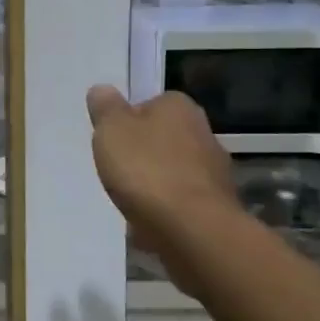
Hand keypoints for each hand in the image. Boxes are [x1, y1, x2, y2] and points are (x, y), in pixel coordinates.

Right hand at [86, 86, 242, 286]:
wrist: (193, 231)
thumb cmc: (147, 170)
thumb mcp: (111, 130)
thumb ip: (106, 108)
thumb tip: (103, 89)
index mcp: (179, 107)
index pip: (151, 103)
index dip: (129, 120)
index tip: (112, 139)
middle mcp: (203, 133)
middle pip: (164, 138)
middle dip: (144, 153)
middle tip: (117, 169)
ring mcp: (215, 173)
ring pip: (174, 172)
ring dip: (156, 184)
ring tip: (129, 201)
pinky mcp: (217, 207)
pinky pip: (182, 203)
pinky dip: (166, 211)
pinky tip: (147, 224)